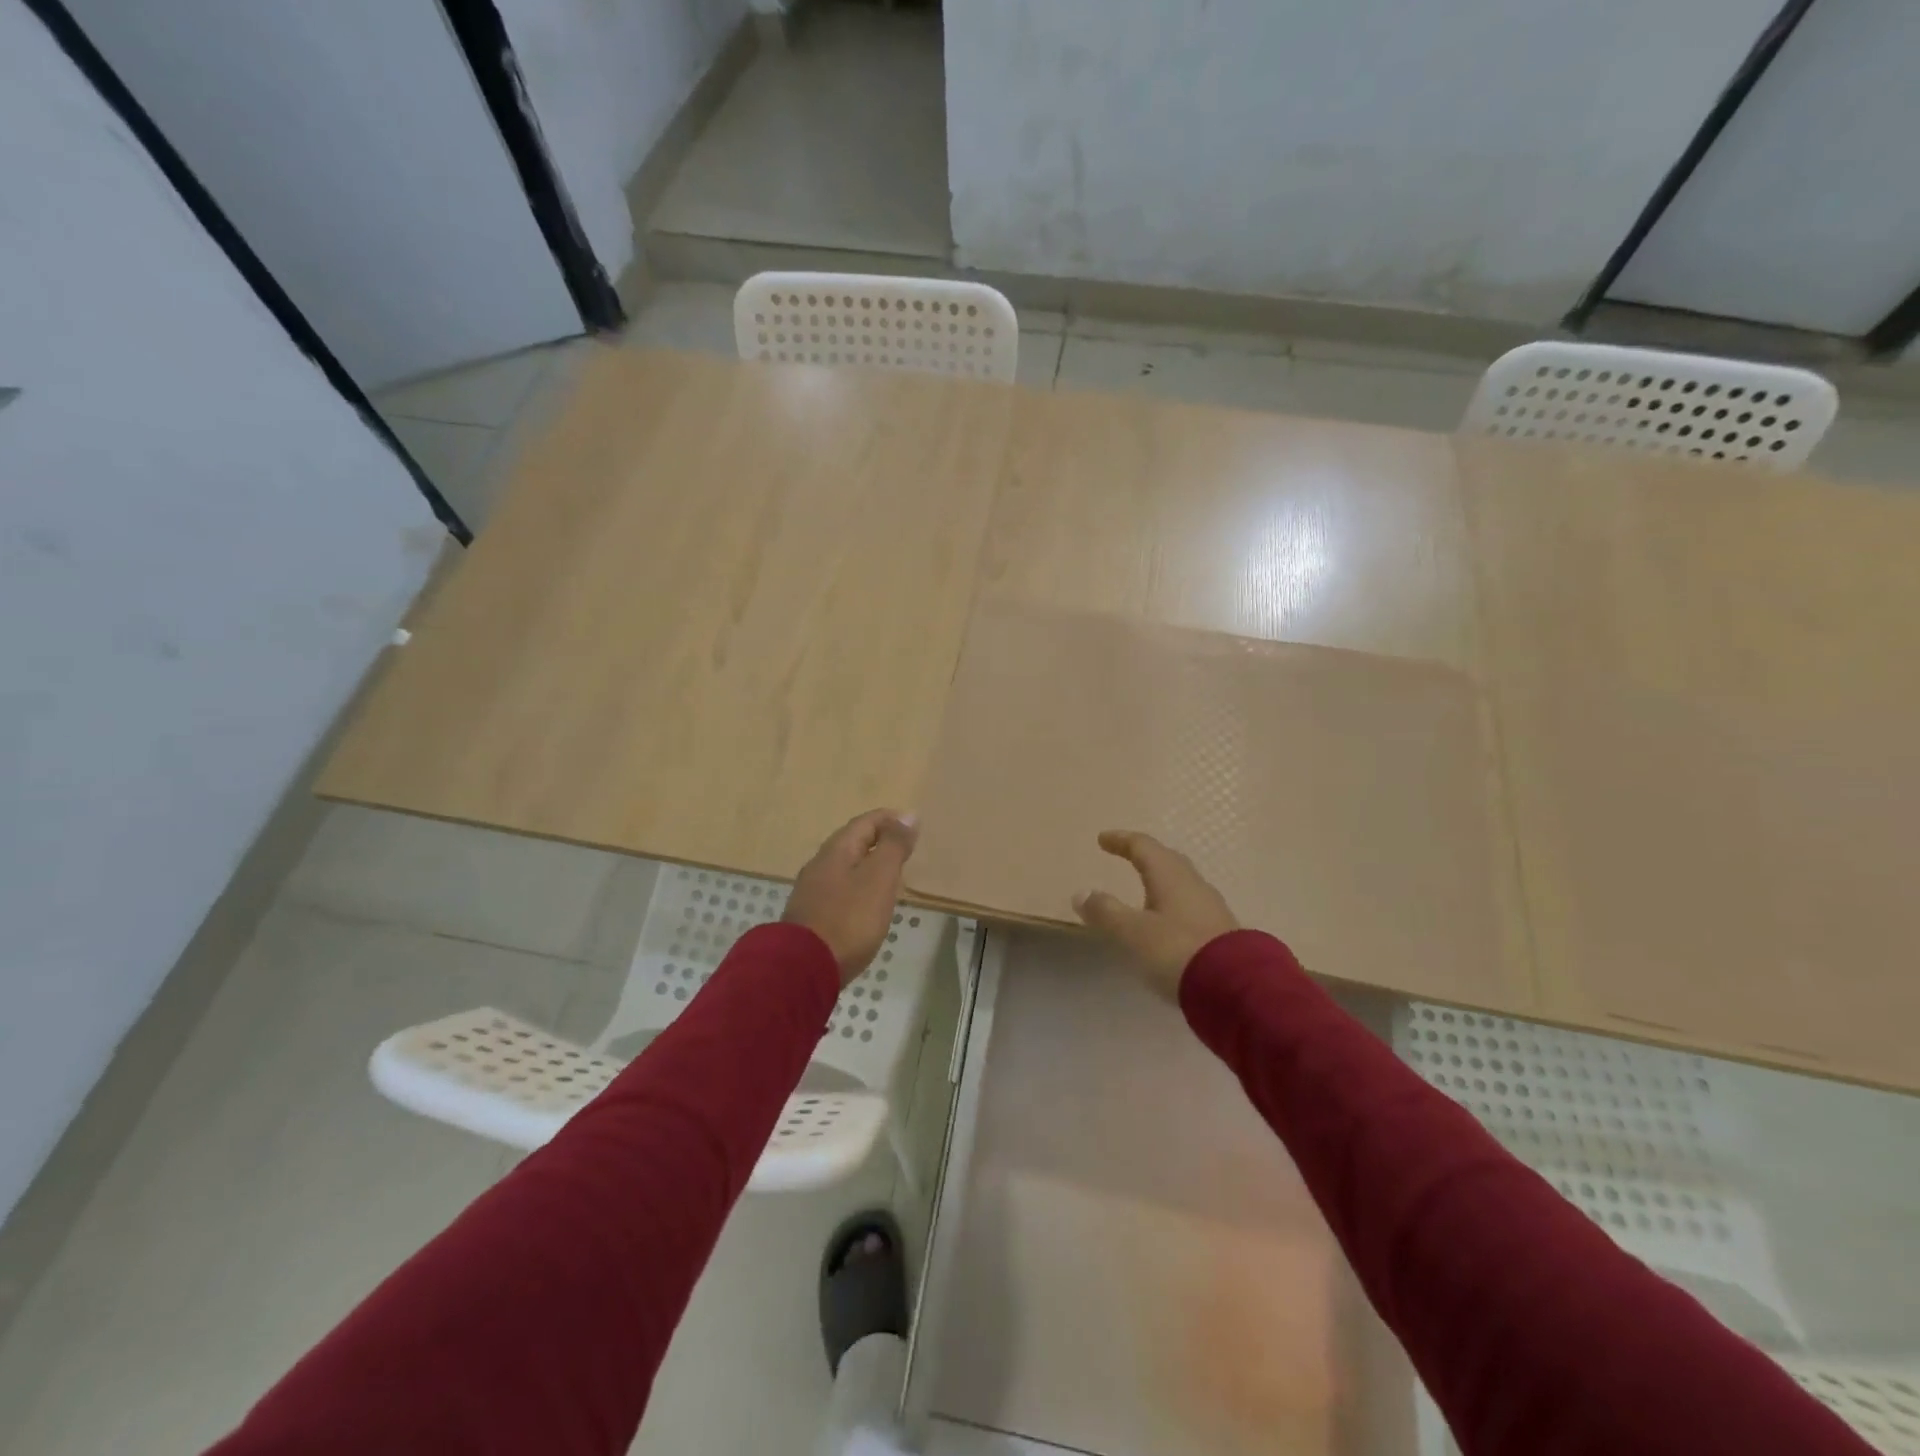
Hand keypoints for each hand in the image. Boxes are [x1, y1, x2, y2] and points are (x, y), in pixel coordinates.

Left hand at [784, 810, 918, 985]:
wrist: (804, 968)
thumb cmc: (849, 919)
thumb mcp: (879, 878)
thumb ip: (893, 846)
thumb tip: (907, 815)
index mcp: (837, 849)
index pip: (866, 822)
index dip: (891, 819)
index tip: (913, 825)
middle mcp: (820, 863)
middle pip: (853, 842)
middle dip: (879, 840)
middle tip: (905, 849)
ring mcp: (811, 890)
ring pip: (845, 866)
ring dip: (868, 865)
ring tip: (891, 876)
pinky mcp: (810, 915)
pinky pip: (839, 889)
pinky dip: (857, 887)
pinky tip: (867, 904)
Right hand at [1073, 830, 1238, 998]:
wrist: (1235, 989)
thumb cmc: (1176, 951)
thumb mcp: (1132, 932)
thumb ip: (1106, 912)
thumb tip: (1082, 893)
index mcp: (1170, 875)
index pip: (1143, 847)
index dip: (1121, 841)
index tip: (1103, 839)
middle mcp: (1193, 884)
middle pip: (1167, 860)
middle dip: (1145, 856)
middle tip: (1128, 856)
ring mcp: (1211, 908)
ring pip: (1182, 883)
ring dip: (1161, 881)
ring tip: (1144, 890)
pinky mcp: (1221, 932)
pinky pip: (1190, 905)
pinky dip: (1172, 904)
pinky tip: (1166, 921)